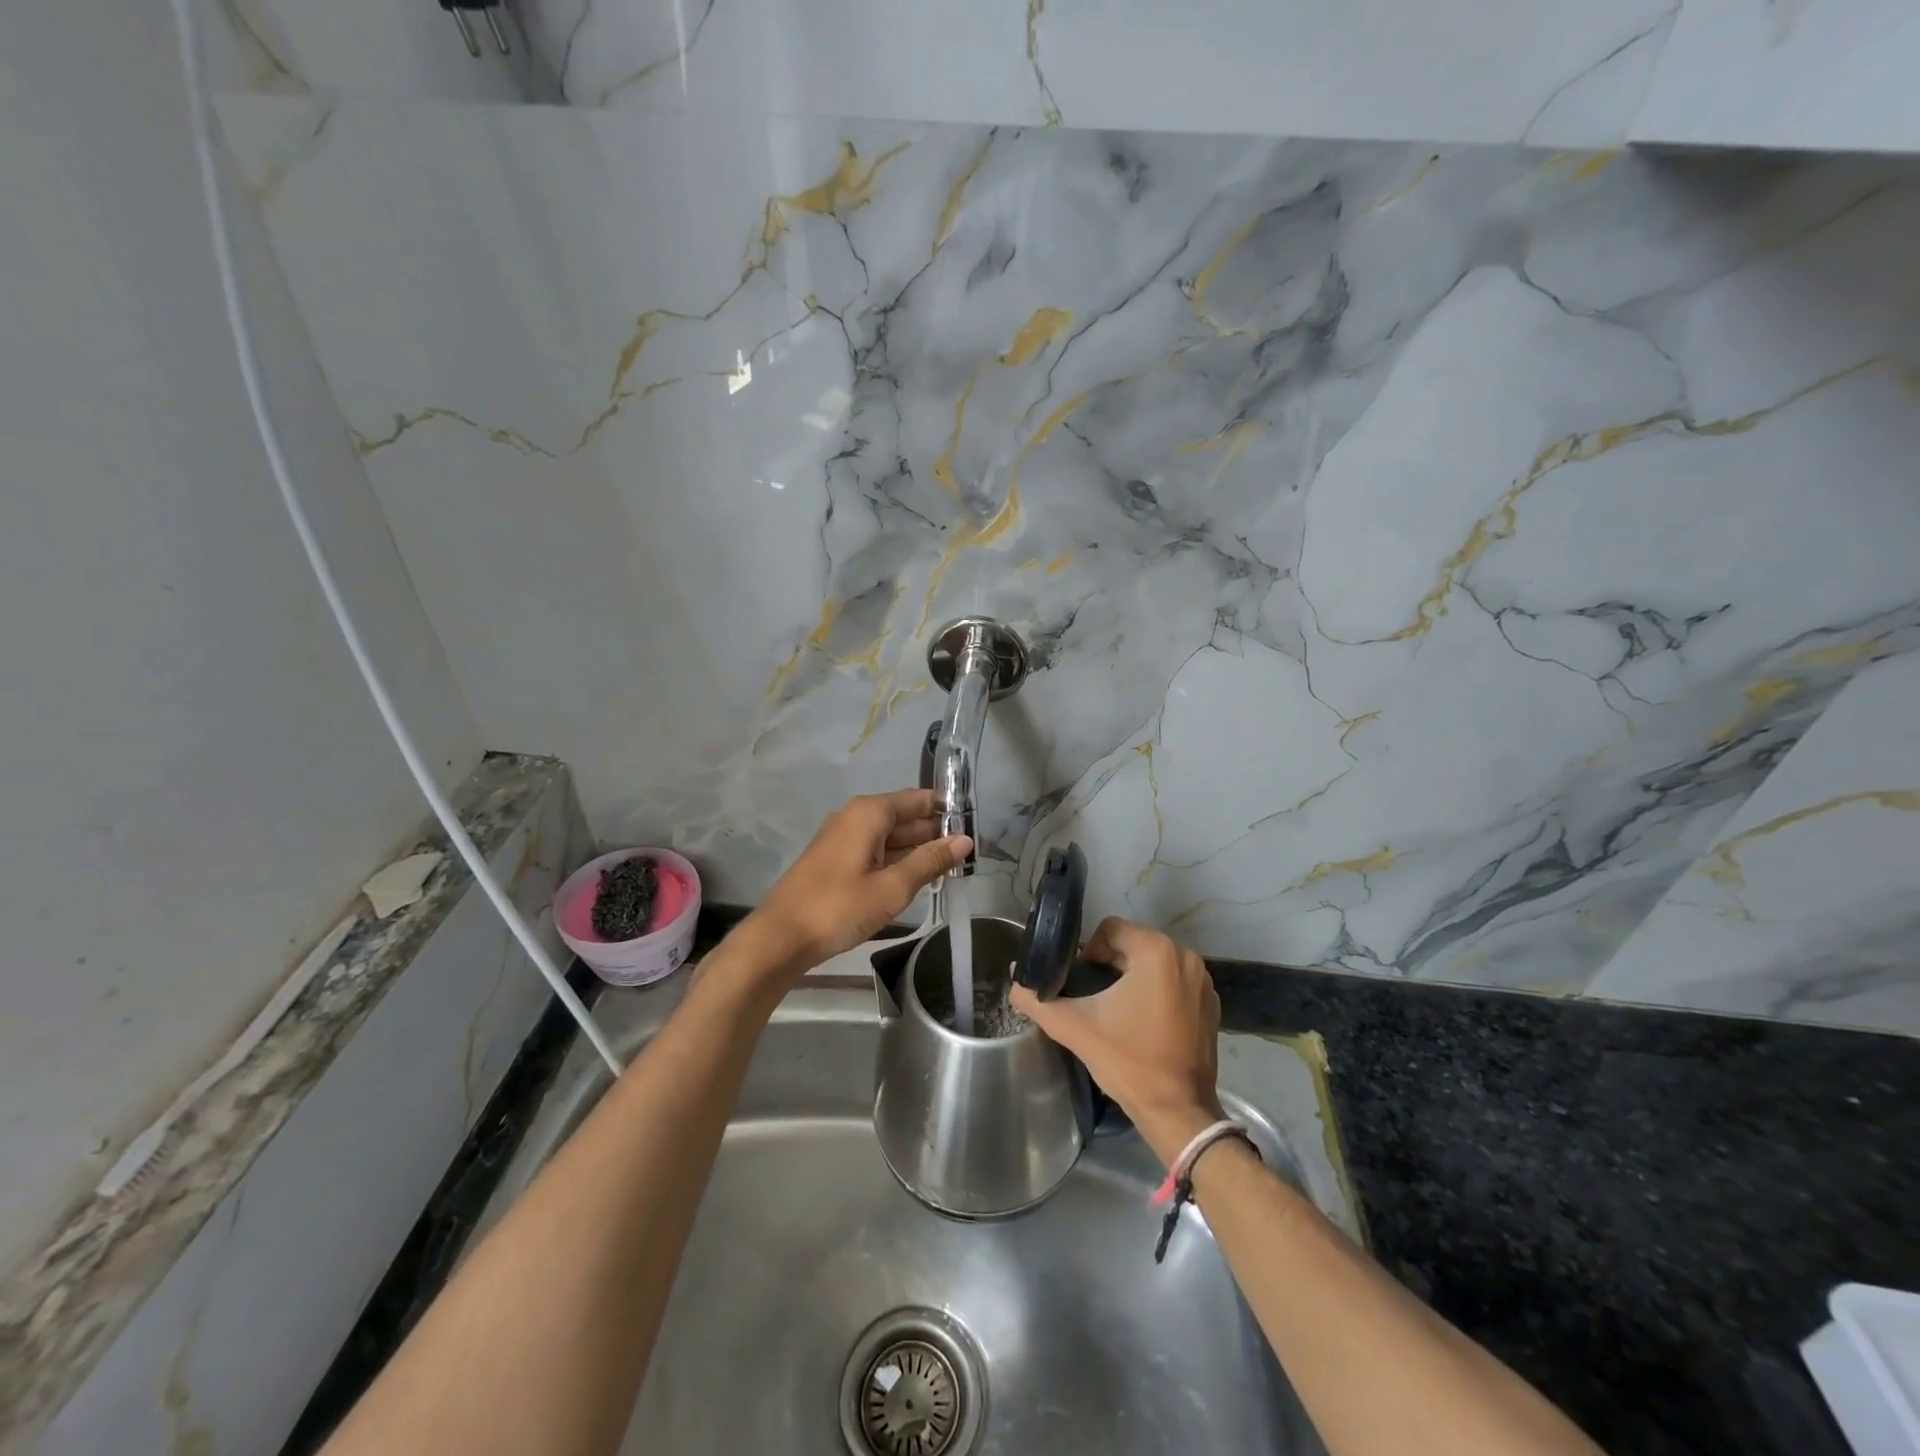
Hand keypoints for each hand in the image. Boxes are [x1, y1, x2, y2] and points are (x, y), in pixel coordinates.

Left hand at [739, 789, 969, 981]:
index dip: (947, 810)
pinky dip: (898, 860)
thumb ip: (930, 861)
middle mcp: (855, 817)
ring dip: (918, 850)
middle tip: (970, 853)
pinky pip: (876, 851)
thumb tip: (964, 840)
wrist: (780, 937)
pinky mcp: (836, 860)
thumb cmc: (839, 907)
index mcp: (869, 813)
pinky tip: (918, 877)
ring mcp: (843, 839)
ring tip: (953, 867)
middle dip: (935, 832)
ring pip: (890, 837)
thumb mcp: (892, 887)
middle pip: (904, 817)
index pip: (918, 799)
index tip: (974, 825)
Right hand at [1009, 916, 1223, 1167]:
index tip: (1081, 980)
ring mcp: (1203, 981)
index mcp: (1156, 952)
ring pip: (1154, 962)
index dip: (1089, 950)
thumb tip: (1015, 985)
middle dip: (1110, 964)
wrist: (1177, 1111)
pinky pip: (1175, 982)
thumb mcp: (1075, 1027)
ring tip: (1116, 1009)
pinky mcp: (1211, 1004)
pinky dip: (1157, 992)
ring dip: (1133, 977)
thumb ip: (1038, 1001)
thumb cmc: (1128, 1061)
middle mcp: (1185, 957)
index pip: (1111, 929)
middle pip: (1133, 943)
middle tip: (1094, 996)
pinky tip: (1143, 1021)